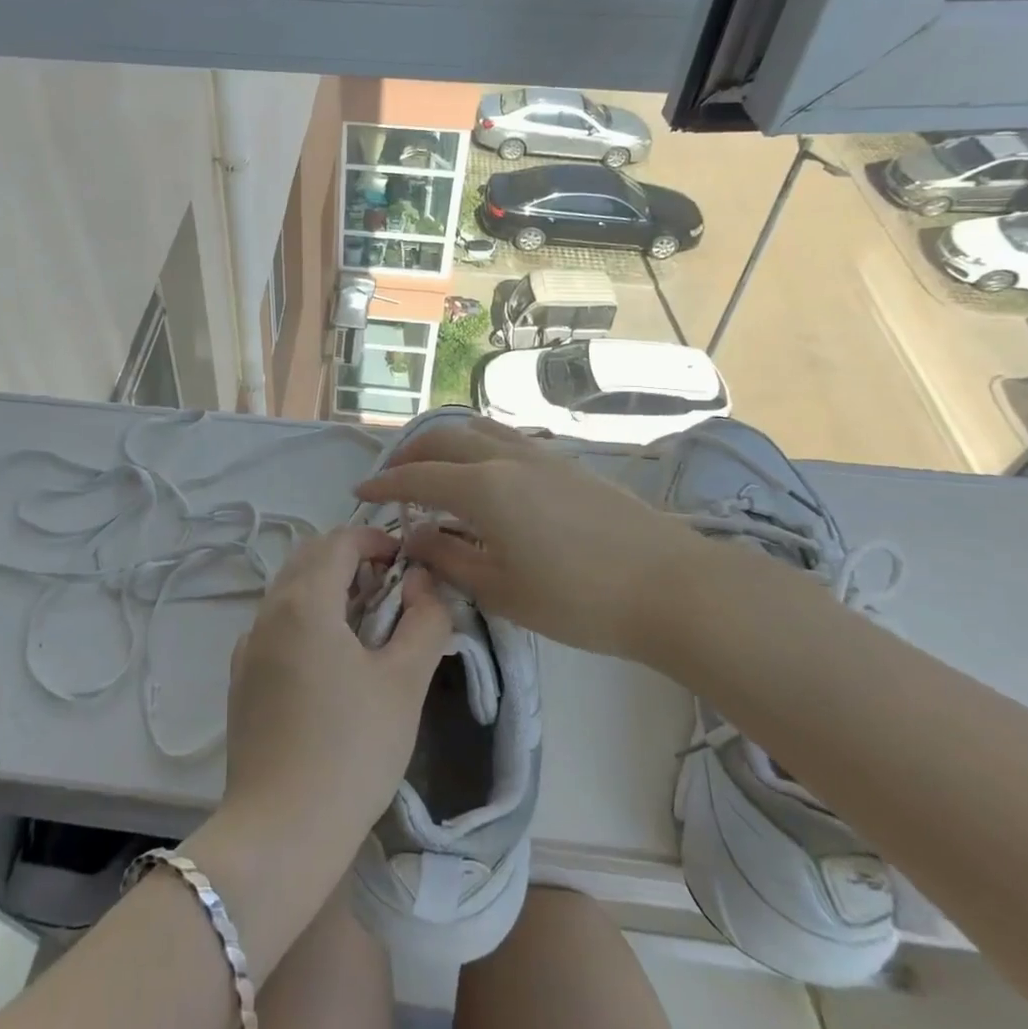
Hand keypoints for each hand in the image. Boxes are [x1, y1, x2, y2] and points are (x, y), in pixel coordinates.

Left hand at [216, 524, 452, 864]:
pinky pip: (275, 625)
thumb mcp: (405, 682)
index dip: (376, 539)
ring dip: (327, 588)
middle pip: (310, 557)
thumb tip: (423, 582)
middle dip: (351, 559)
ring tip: (366, 625)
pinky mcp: (241, 678)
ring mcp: (248, 645)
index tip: (407, 561)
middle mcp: (268, 611)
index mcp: (305, 601)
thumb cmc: (352, 750)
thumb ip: (424, 620)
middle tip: (390, 590)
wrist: (280, 831)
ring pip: (289, 590)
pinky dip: (305, 619)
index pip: (340, 541)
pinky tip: (329, 662)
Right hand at [353, 418, 714, 659]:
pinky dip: (476, 444)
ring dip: (444, 442)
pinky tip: (482, 470)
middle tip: (392, 478)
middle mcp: (505, 458)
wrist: (668, 585)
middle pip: (443, 439)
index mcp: (482, 488)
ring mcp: (539, 454)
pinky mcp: (566, 462)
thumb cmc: (577, 598)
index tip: (360, 494)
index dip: (384, 484)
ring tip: (432, 465)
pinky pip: (505, 438)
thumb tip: (414, 537)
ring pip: (477, 429)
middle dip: (410, 454)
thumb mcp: (501, 590)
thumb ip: (448, 558)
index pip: (418, 478)